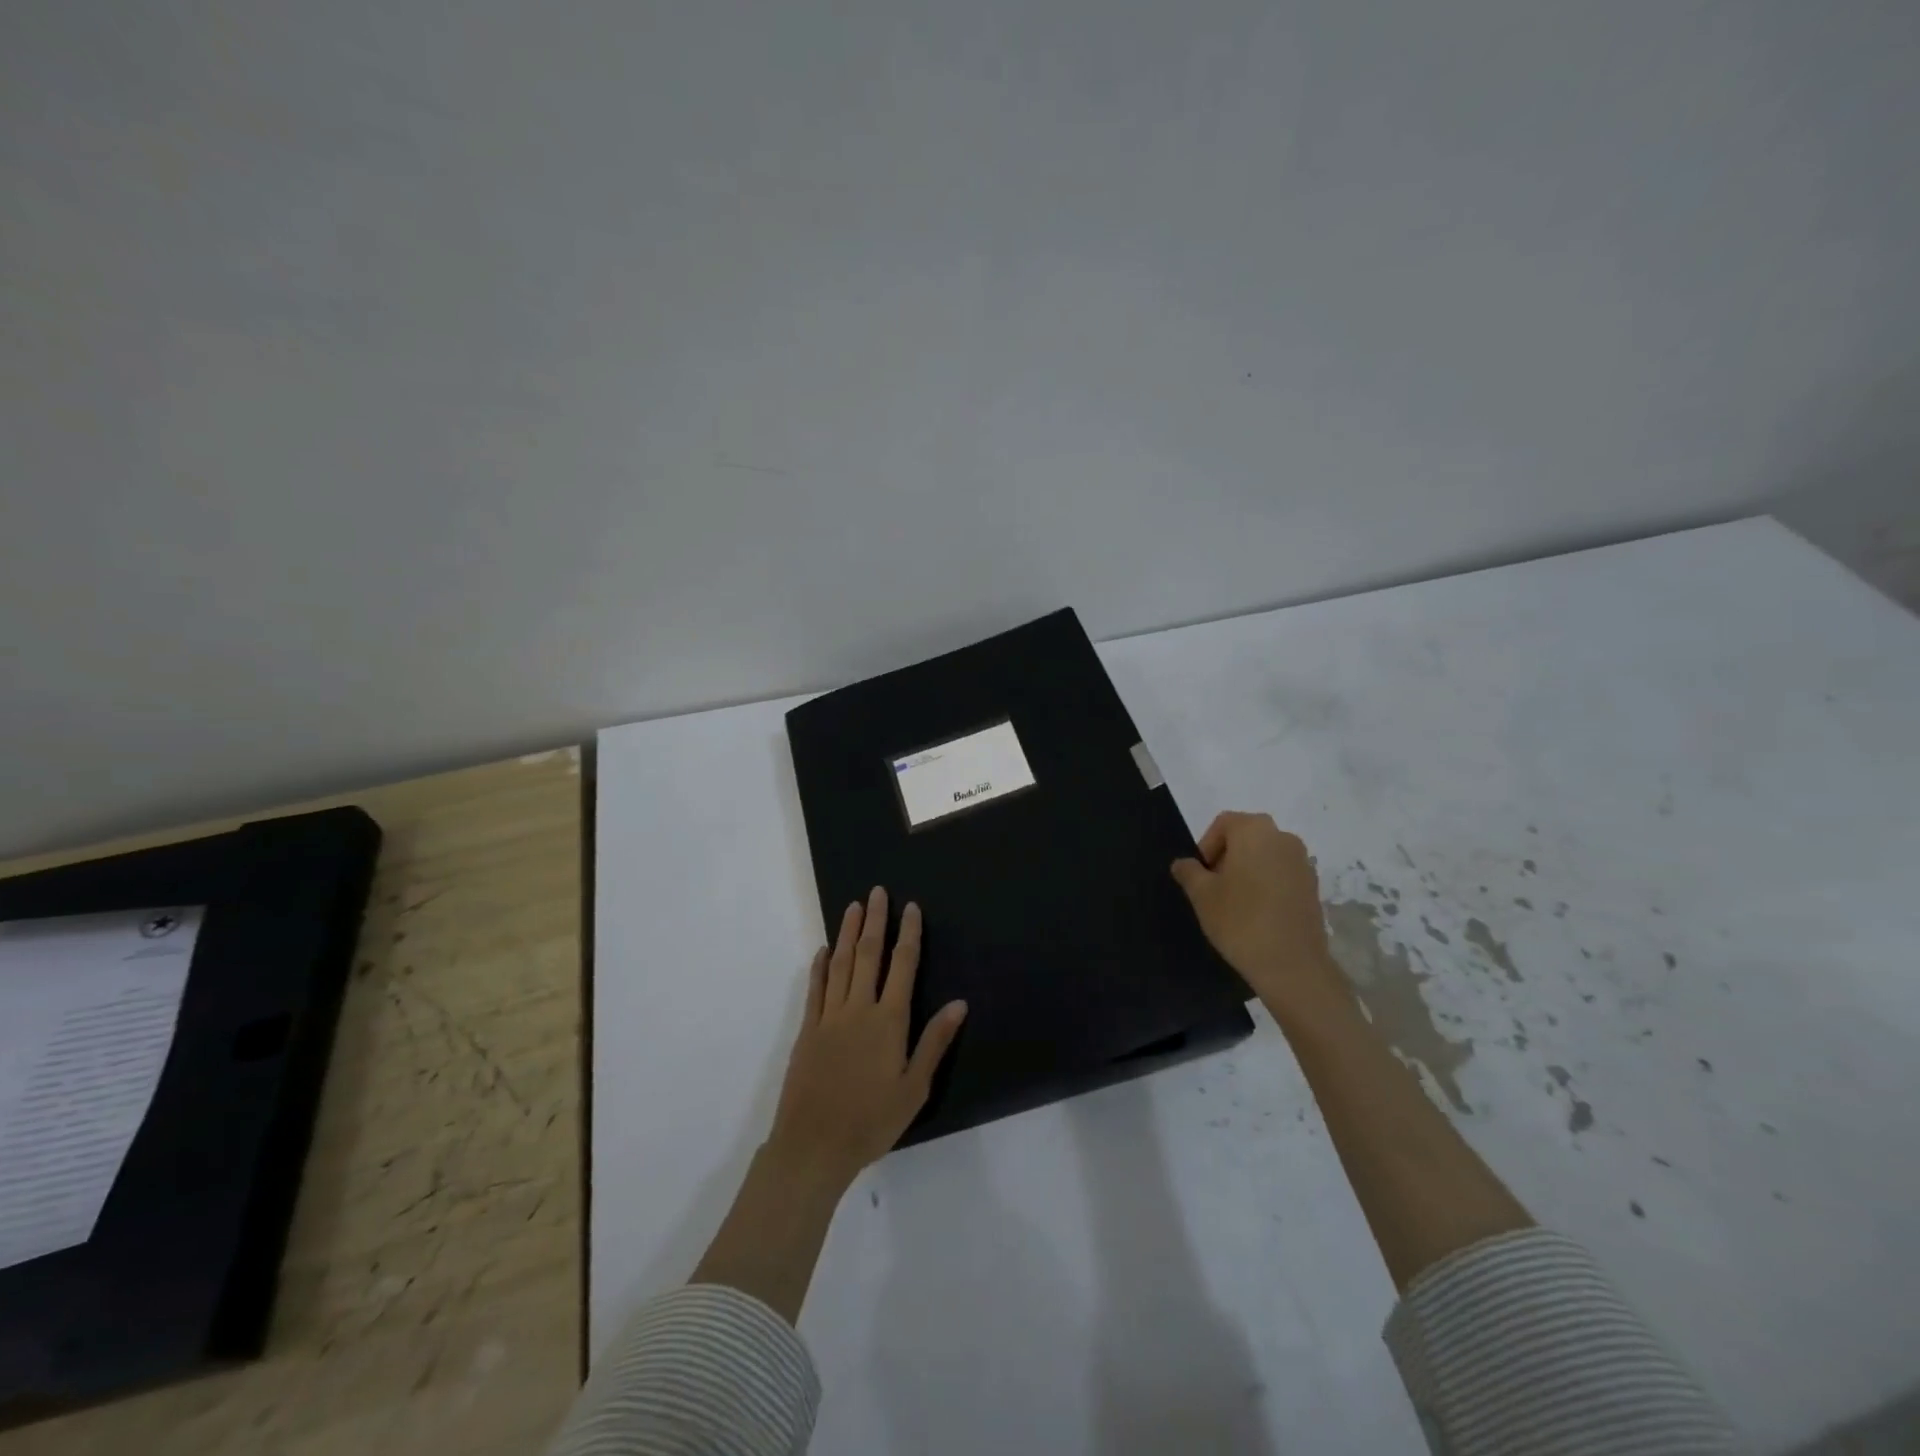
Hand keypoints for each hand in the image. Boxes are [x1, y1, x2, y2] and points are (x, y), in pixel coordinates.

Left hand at [766, 887, 967, 1189]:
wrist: (814, 1146)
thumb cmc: (872, 1121)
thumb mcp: (914, 1088)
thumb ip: (935, 1042)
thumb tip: (959, 1003)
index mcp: (888, 1021)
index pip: (902, 965)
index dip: (908, 934)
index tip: (910, 908)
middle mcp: (859, 1009)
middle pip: (869, 955)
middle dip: (875, 921)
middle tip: (877, 892)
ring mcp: (829, 1017)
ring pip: (841, 964)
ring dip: (848, 933)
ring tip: (854, 906)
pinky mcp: (808, 1030)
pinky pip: (816, 989)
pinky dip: (821, 966)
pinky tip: (825, 949)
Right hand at [1171, 812, 1351, 1028]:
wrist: (1292, 964)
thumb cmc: (1240, 920)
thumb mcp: (1202, 895)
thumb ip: (1189, 872)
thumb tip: (1184, 863)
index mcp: (1254, 831)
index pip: (1223, 824)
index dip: (1206, 846)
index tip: (1200, 875)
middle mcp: (1283, 837)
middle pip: (1246, 837)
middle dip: (1226, 857)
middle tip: (1213, 888)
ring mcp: (1303, 862)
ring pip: (1266, 856)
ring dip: (1248, 871)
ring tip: (1235, 903)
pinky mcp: (1314, 887)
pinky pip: (1282, 875)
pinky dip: (1267, 885)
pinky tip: (1258, 913)